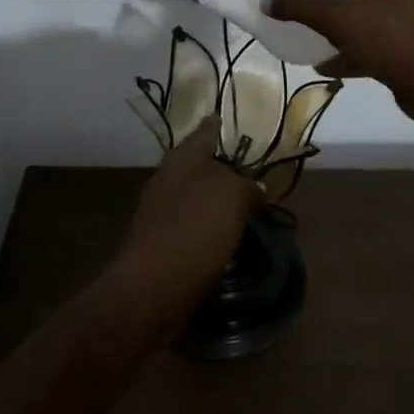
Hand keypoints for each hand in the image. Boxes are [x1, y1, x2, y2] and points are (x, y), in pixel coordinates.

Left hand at [106, 121, 259, 316]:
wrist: (154, 288)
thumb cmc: (195, 228)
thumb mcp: (234, 196)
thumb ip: (248, 186)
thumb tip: (254, 190)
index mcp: (183, 157)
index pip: (207, 130)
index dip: (224, 126)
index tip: (244, 125)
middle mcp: (170, 178)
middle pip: (204, 165)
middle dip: (228, 168)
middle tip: (258, 174)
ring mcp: (164, 210)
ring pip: (201, 196)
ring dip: (222, 201)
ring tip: (252, 209)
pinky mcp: (165, 242)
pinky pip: (197, 226)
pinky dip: (214, 228)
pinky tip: (232, 238)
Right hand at [266, 0, 413, 128]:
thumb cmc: (388, 38)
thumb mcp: (337, 18)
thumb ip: (301, 6)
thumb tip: (271, 0)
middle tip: (317, 2)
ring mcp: (406, 25)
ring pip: (369, 17)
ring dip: (343, 25)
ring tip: (315, 37)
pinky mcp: (406, 53)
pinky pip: (372, 47)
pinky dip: (349, 54)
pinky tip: (327, 68)